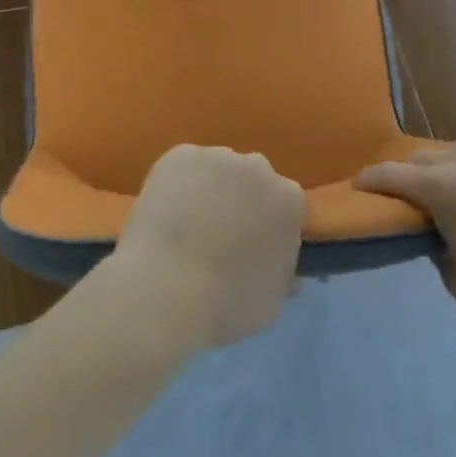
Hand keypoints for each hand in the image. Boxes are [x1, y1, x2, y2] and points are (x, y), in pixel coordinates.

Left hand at [108, 144, 304, 349]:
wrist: (167, 286)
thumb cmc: (227, 302)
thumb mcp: (271, 300)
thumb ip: (282, 274)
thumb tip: (284, 268)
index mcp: (288, 199)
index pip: (285, 206)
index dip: (268, 226)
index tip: (253, 247)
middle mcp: (257, 167)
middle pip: (252, 180)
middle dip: (241, 200)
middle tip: (219, 235)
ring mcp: (216, 156)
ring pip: (217, 171)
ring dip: (209, 190)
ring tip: (187, 225)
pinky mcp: (179, 154)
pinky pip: (184, 168)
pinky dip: (178, 184)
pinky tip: (166, 213)